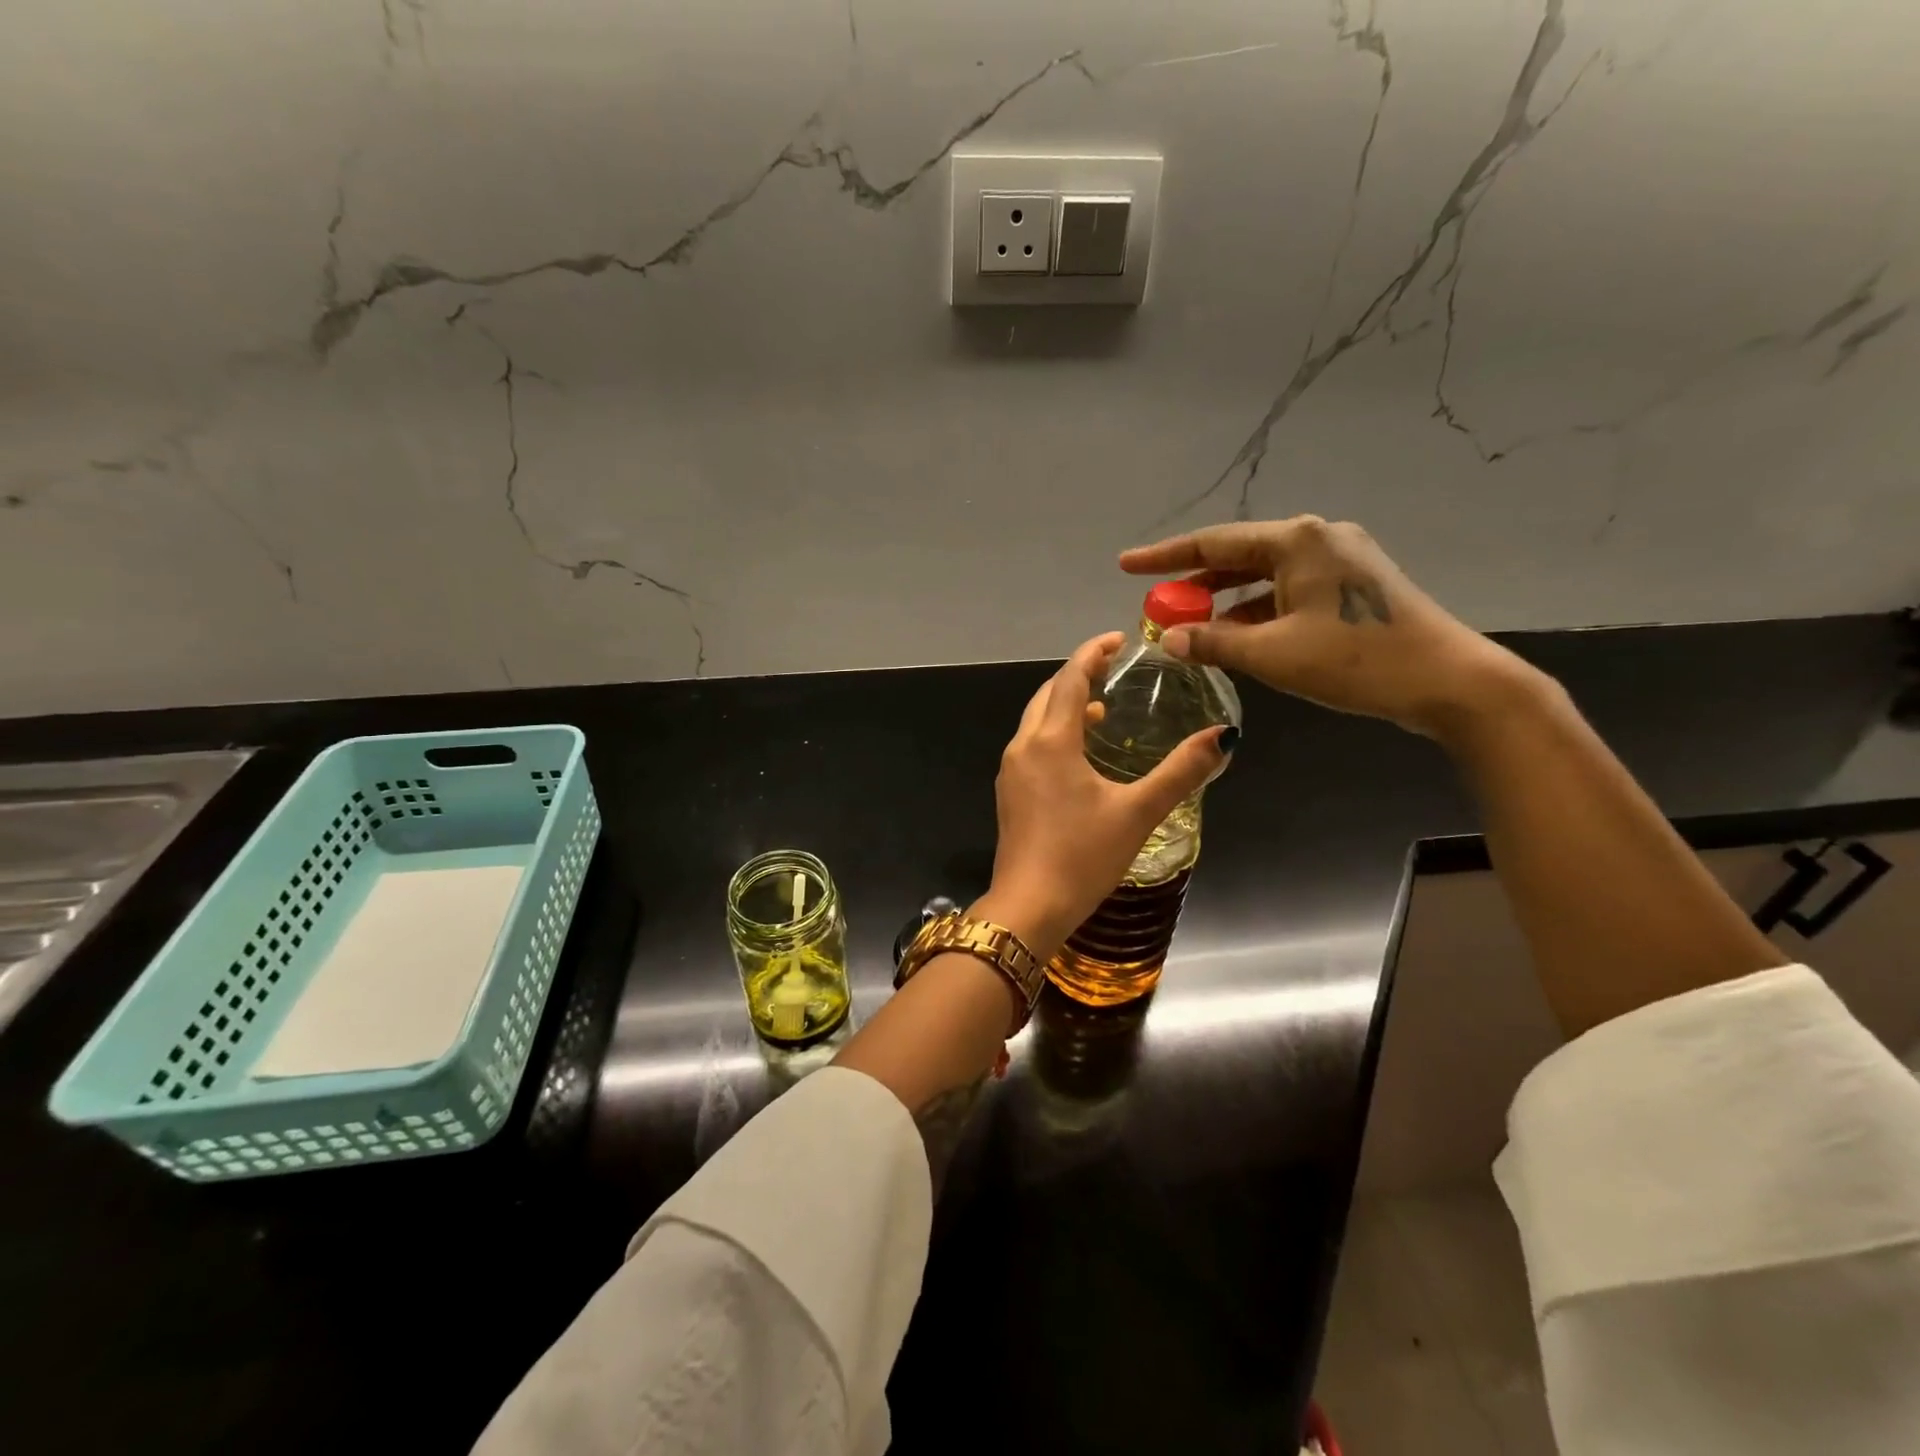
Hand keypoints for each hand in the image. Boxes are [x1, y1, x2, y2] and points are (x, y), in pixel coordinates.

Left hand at [977, 632, 1230, 958]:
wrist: (1029, 906)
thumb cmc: (1083, 856)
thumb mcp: (1138, 812)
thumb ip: (1181, 772)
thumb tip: (1224, 737)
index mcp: (1051, 741)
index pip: (1071, 679)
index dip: (1093, 653)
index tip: (1118, 639)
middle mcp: (1023, 746)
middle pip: (1049, 694)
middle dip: (1078, 676)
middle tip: (1112, 668)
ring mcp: (1011, 770)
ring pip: (1037, 720)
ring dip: (1066, 705)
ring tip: (1103, 708)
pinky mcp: (1009, 792)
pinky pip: (1032, 744)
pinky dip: (1055, 732)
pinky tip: (1080, 752)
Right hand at [1120, 516, 1529, 742]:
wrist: (1450, 682)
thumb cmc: (1357, 660)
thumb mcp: (1274, 654)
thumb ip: (1214, 642)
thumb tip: (1168, 639)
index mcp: (1297, 540)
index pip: (1213, 543)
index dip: (1164, 557)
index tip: (1126, 565)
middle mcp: (1317, 538)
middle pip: (1238, 556)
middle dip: (1194, 582)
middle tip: (1156, 604)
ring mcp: (1340, 560)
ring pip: (1263, 576)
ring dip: (1225, 600)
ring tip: (1188, 625)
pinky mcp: (1352, 586)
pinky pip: (1287, 591)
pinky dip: (1256, 611)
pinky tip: (1236, 636)